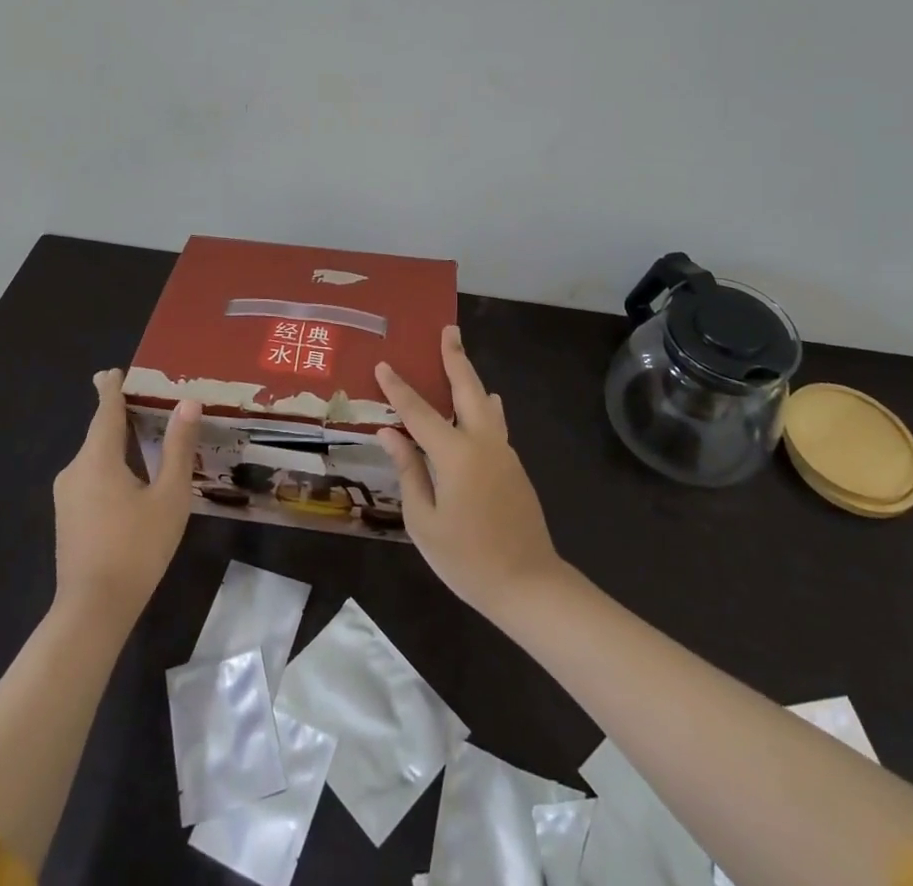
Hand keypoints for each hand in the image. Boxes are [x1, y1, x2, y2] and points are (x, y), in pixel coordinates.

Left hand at [52, 370, 200, 623]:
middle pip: (99, 432)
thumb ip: (177, 447)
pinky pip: (91, 476)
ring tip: (144, 435)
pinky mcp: (68, 518)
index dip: (111, 388)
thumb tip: (187, 403)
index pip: (105, 410)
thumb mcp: (169, 495)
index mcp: (97, 458)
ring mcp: (67, 496)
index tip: (111, 371)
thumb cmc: (136, 547)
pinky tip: (132, 476)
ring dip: (116, 443)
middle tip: (144, 399)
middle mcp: (75, 469)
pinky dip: (111, 465)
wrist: (92, 611)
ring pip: (95, 457)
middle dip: (118, 414)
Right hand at [375, 326, 563, 618]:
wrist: (528, 584)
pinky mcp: (513, 464)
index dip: (398, 388)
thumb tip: (390, 433)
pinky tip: (482, 402)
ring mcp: (503, 451)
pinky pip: (494, 423)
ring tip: (458, 356)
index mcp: (455, 454)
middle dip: (455, 357)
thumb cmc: (467, 559)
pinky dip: (483, 404)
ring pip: (485, 401)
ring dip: (470, 376)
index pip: (419, 412)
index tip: (383, 364)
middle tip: (448, 329)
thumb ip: (408, 471)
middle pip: (466, 388)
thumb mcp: (424, 521)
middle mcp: (482, 442)